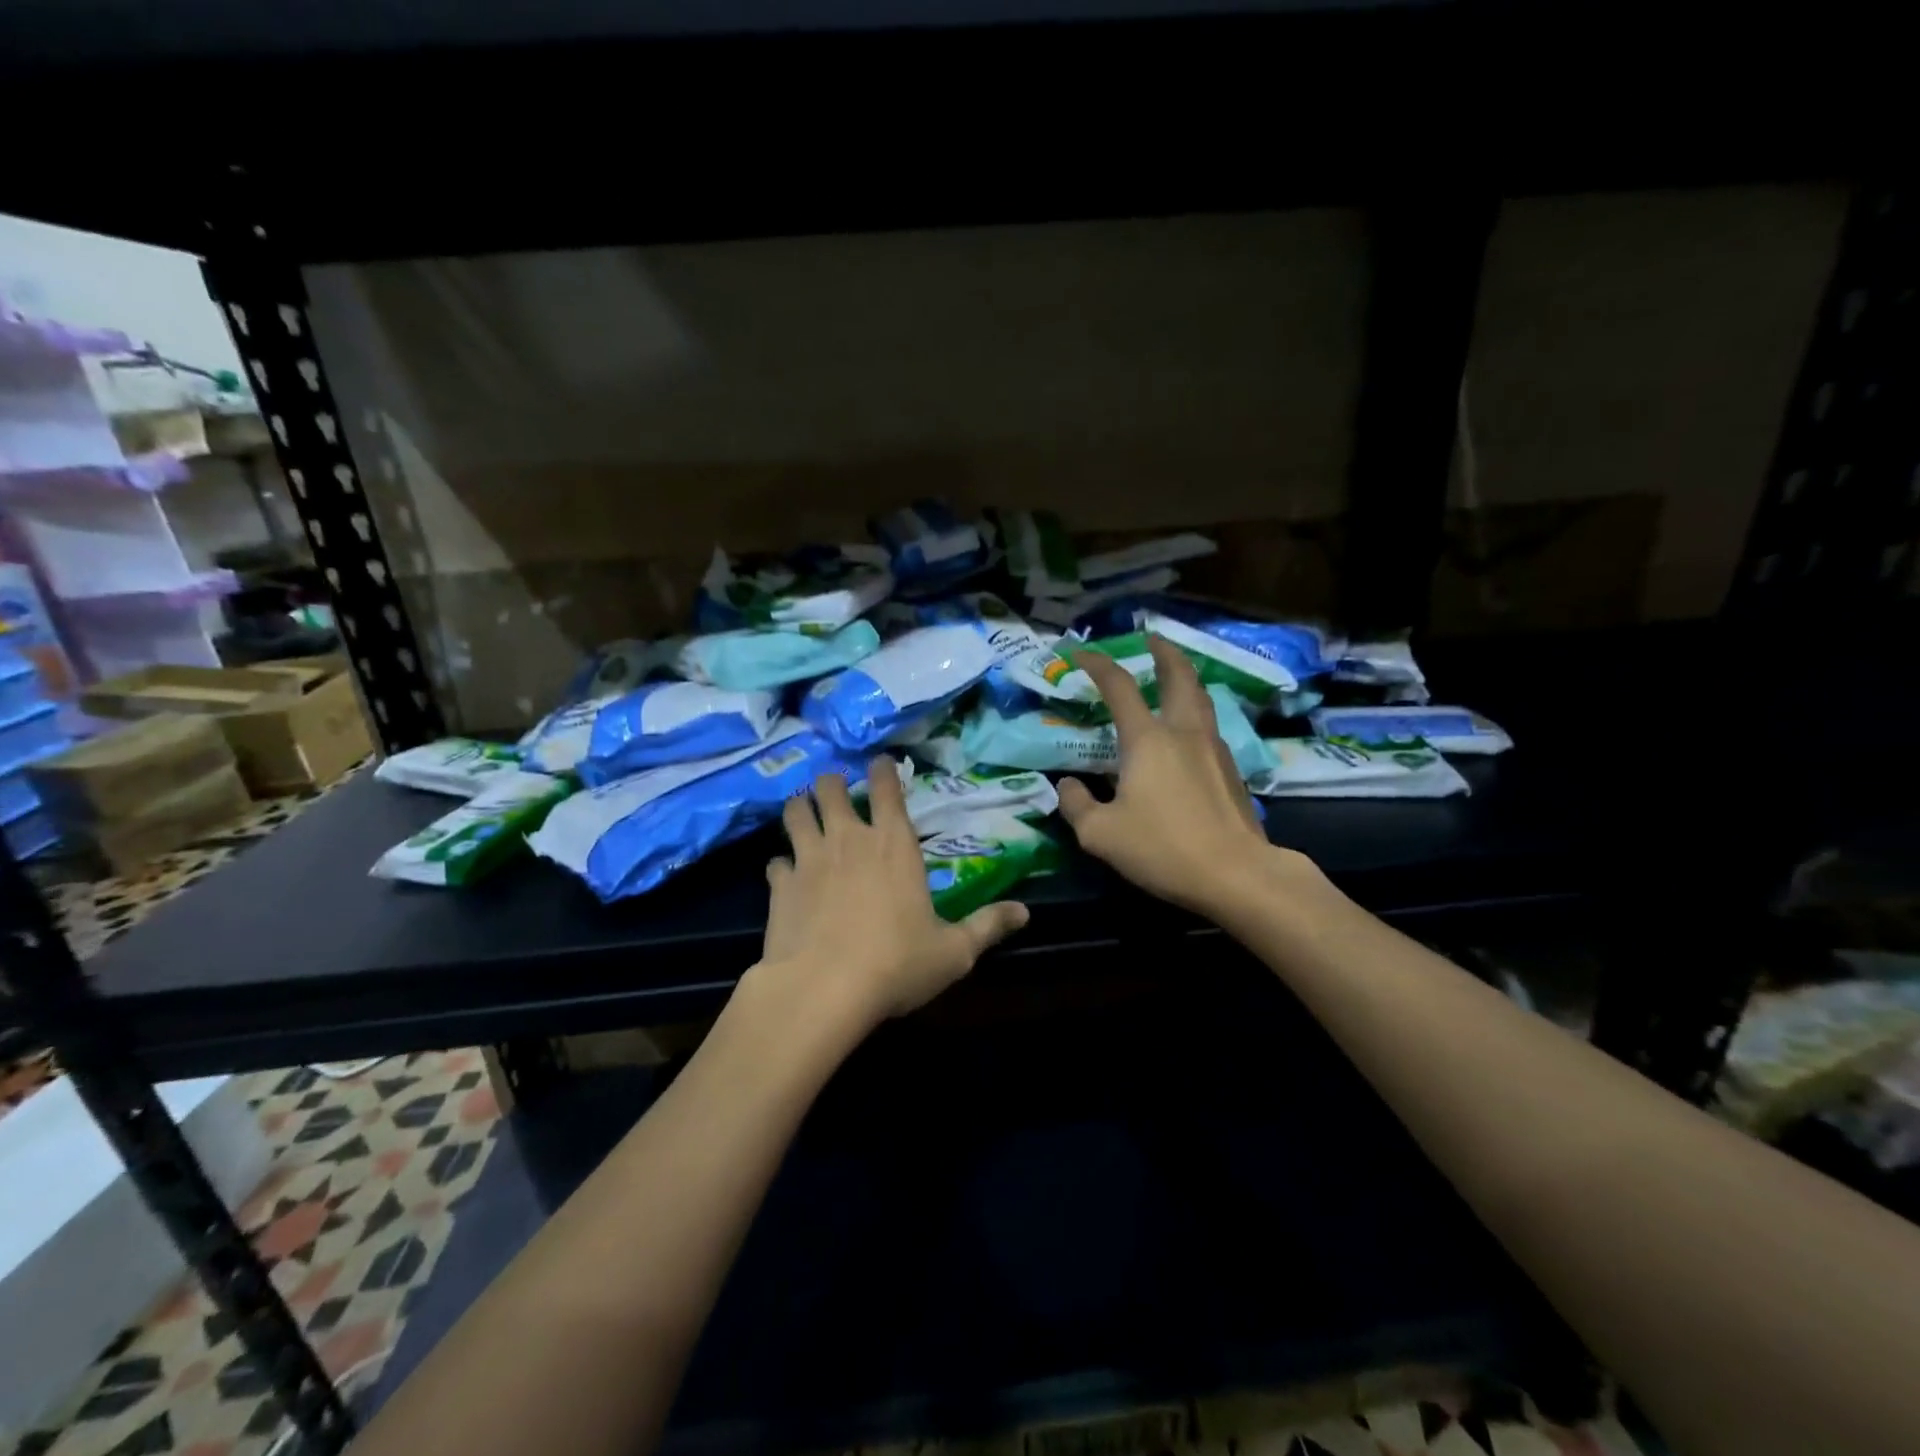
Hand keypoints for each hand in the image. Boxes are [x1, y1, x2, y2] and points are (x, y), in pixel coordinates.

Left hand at [755, 763, 1029, 1026]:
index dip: (883, 769)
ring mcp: (809, 858)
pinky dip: (782, 863)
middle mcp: (849, 839)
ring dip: (801, 808)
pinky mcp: (779, 885)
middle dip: (833, 783)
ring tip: (806, 814)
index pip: (887, 786)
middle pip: (831, 787)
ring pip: (796, 811)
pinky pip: (775, 861)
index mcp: (893, 843)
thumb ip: (988, 926)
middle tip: (838, 792)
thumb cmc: (896, 964)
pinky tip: (786, 876)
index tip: (880, 762)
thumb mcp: (954, 951)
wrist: (823, 990)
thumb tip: (1026, 913)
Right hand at [1056, 636, 1296, 917]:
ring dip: (1184, 678)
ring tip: (1173, 675)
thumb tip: (1068, 786)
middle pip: (1178, 676)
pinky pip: (1209, 726)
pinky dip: (1195, 711)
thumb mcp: (1101, 834)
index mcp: (1147, 739)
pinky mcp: (1231, 771)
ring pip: (1200, 698)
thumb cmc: (1163, 848)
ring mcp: (1213, 749)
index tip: (1081, 653)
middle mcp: (1183, 732)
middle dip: (1163, 653)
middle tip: (1152, 638)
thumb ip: (1077, 805)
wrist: (1237, 874)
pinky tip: (1187, 730)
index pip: (1118, 686)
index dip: (1097, 664)